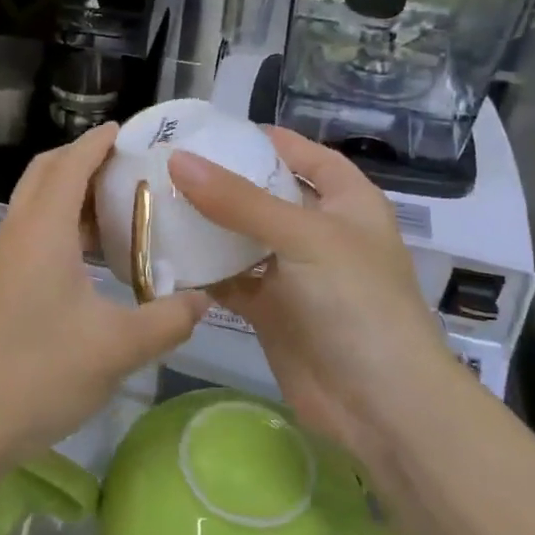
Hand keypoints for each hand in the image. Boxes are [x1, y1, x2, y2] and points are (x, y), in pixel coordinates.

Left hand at [0, 122, 210, 465]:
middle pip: (45, 175)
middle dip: (81, 160)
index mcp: (43, 231)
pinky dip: (61, 228)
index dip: (97, 142)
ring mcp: (1, 262)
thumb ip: (168, 319)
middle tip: (126, 166)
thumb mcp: (118, 347)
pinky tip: (90, 260)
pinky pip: (32, 236)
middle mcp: (17, 234)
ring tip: (117, 209)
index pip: (70, 165)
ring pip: (36, 207)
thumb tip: (204, 299)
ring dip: (71, 197)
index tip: (126, 129)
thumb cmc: (40, 373)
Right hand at [169, 129, 456, 457]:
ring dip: (206, 226)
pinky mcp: (271, 311)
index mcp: (347, 203)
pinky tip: (165, 255)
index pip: (307, 156)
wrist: (379, 404)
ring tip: (156, 201)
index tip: (215, 130)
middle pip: (266, 195)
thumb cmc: (356, 302)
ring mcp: (294, 274)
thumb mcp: (303, 237)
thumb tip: (178, 160)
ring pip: (242, 239)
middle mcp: (320, 233)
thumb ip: (239, 200)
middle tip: (168, 165)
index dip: (268, 140)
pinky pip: (230, 280)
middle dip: (223, 182)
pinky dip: (203, 270)